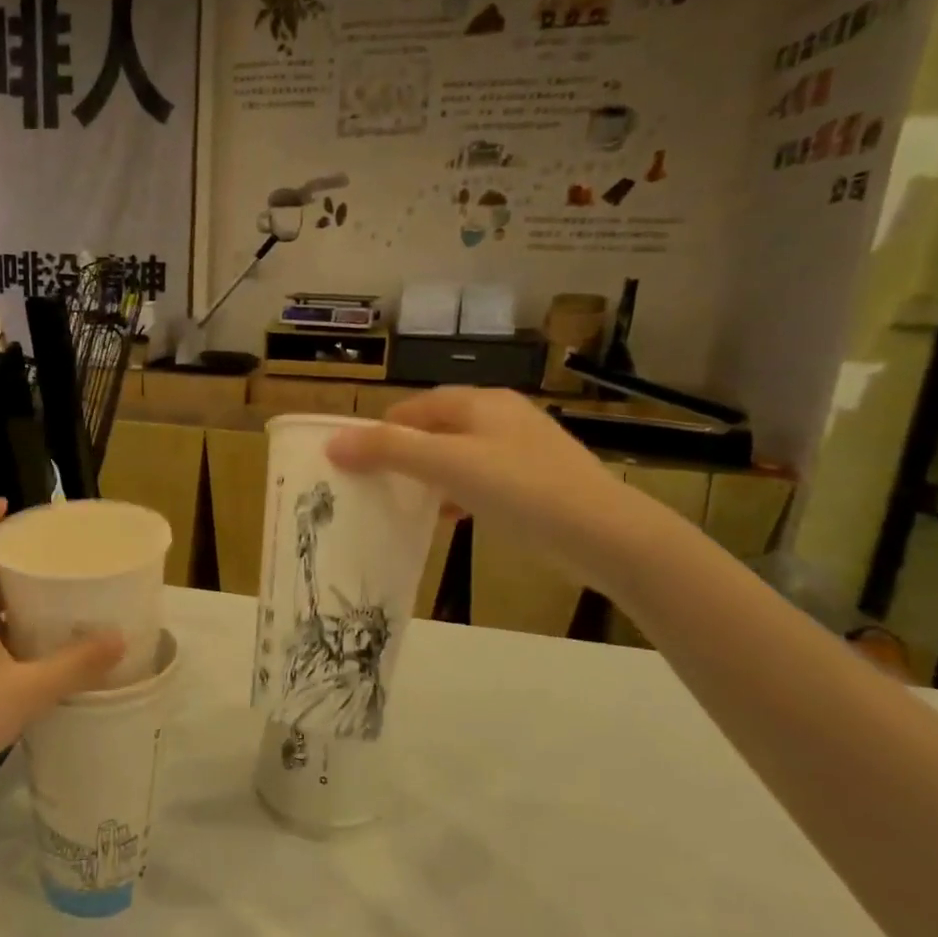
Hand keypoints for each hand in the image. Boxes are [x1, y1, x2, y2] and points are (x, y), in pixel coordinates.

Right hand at [327, 388, 658, 588]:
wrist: (604, 534)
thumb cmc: (520, 489)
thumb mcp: (447, 465)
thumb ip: (388, 451)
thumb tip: (333, 443)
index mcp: (480, 402)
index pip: (414, 407)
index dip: (380, 431)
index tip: (355, 464)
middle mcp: (501, 416)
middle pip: (435, 430)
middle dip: (403, 456)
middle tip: (375, 486)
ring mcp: (522, 449)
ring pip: (458, 457)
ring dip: (429, 478)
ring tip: (404, 505)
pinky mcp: (536, 481)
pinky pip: (481, 480)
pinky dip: (458, 494)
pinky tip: (449, 519)